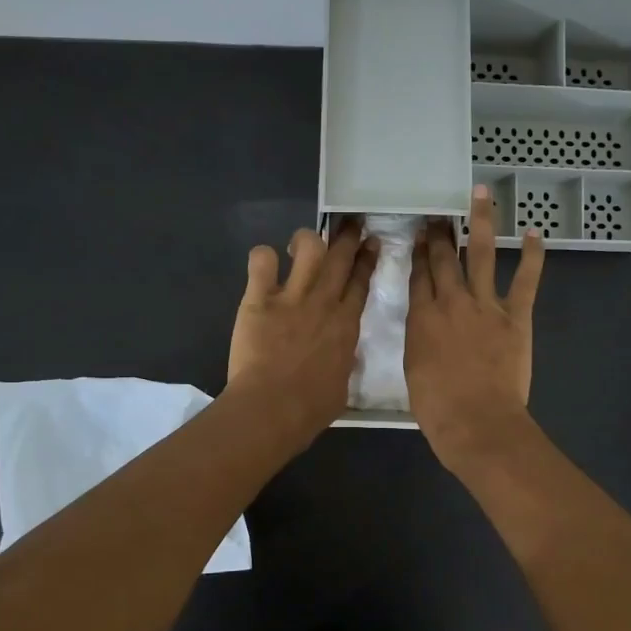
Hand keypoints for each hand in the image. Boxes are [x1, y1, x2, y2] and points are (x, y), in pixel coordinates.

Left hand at [227, 220, 376, 446]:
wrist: (273, 407)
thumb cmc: (311, 408)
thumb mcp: (341, 385)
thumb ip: (343, 363)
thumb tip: (342, 356)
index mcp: (346, 325)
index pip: (360, 282)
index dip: (367, 259)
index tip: (371, 243)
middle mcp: (323, 303)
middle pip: (340, 258)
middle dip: (348, 236)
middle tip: (351, 223)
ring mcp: (292, 298)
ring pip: (308, 248)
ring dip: (307, 239)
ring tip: (301, 243)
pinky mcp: (259, 300)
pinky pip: (262, 262)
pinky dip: (263, 257)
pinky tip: (264, 263)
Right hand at [405, 186, 544, 471]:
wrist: (477, 421)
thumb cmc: (438, 407)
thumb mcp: (414, 370)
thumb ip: (420, 339)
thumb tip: (427, 325)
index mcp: (422, 318)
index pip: (419, 275)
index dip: (419, 252)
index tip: (421, 234)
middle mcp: (451, 302)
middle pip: (444, 258)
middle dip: (441, 233)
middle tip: (440, 212)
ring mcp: (485, 305)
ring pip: (482, 254)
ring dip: (481, 222)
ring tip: (481, 195)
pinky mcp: (515, 316)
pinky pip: (526, 280)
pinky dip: (532, 256)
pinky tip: (535, 233)